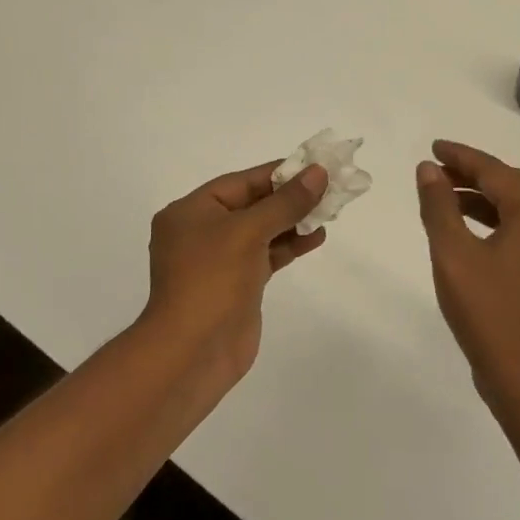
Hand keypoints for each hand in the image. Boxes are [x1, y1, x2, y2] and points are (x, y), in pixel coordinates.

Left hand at [141, 160, 328, 385]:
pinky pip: (266, 255)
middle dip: (289, 197)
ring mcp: (219, 261)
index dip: (278, 173)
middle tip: (329, 188)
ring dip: (293, 221)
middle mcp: (201, 232)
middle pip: (252, 205)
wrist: (193, 353)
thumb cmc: (212, 281)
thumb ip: (285, 202)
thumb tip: (318, 173)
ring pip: (262, 231)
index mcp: (191, 211)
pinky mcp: (237, 285)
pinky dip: (289, 245)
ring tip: (329, 211)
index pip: (241, 182)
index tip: (314, 166)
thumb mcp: (248, 232)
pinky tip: (315, 237)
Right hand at [415, 140, 519, 419]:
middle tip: (438, 168)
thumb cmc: (488, 311)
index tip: (434, 147)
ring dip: (479, 197)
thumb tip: (428, 169)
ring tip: (444, 196)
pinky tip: (464, 234)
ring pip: (512, 210)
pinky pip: (514, 232)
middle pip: (509, 186)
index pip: (495, 171)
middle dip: (473, 172)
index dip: (463, 156)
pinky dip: (488, 222)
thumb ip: (439, 207)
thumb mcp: (453, 254)